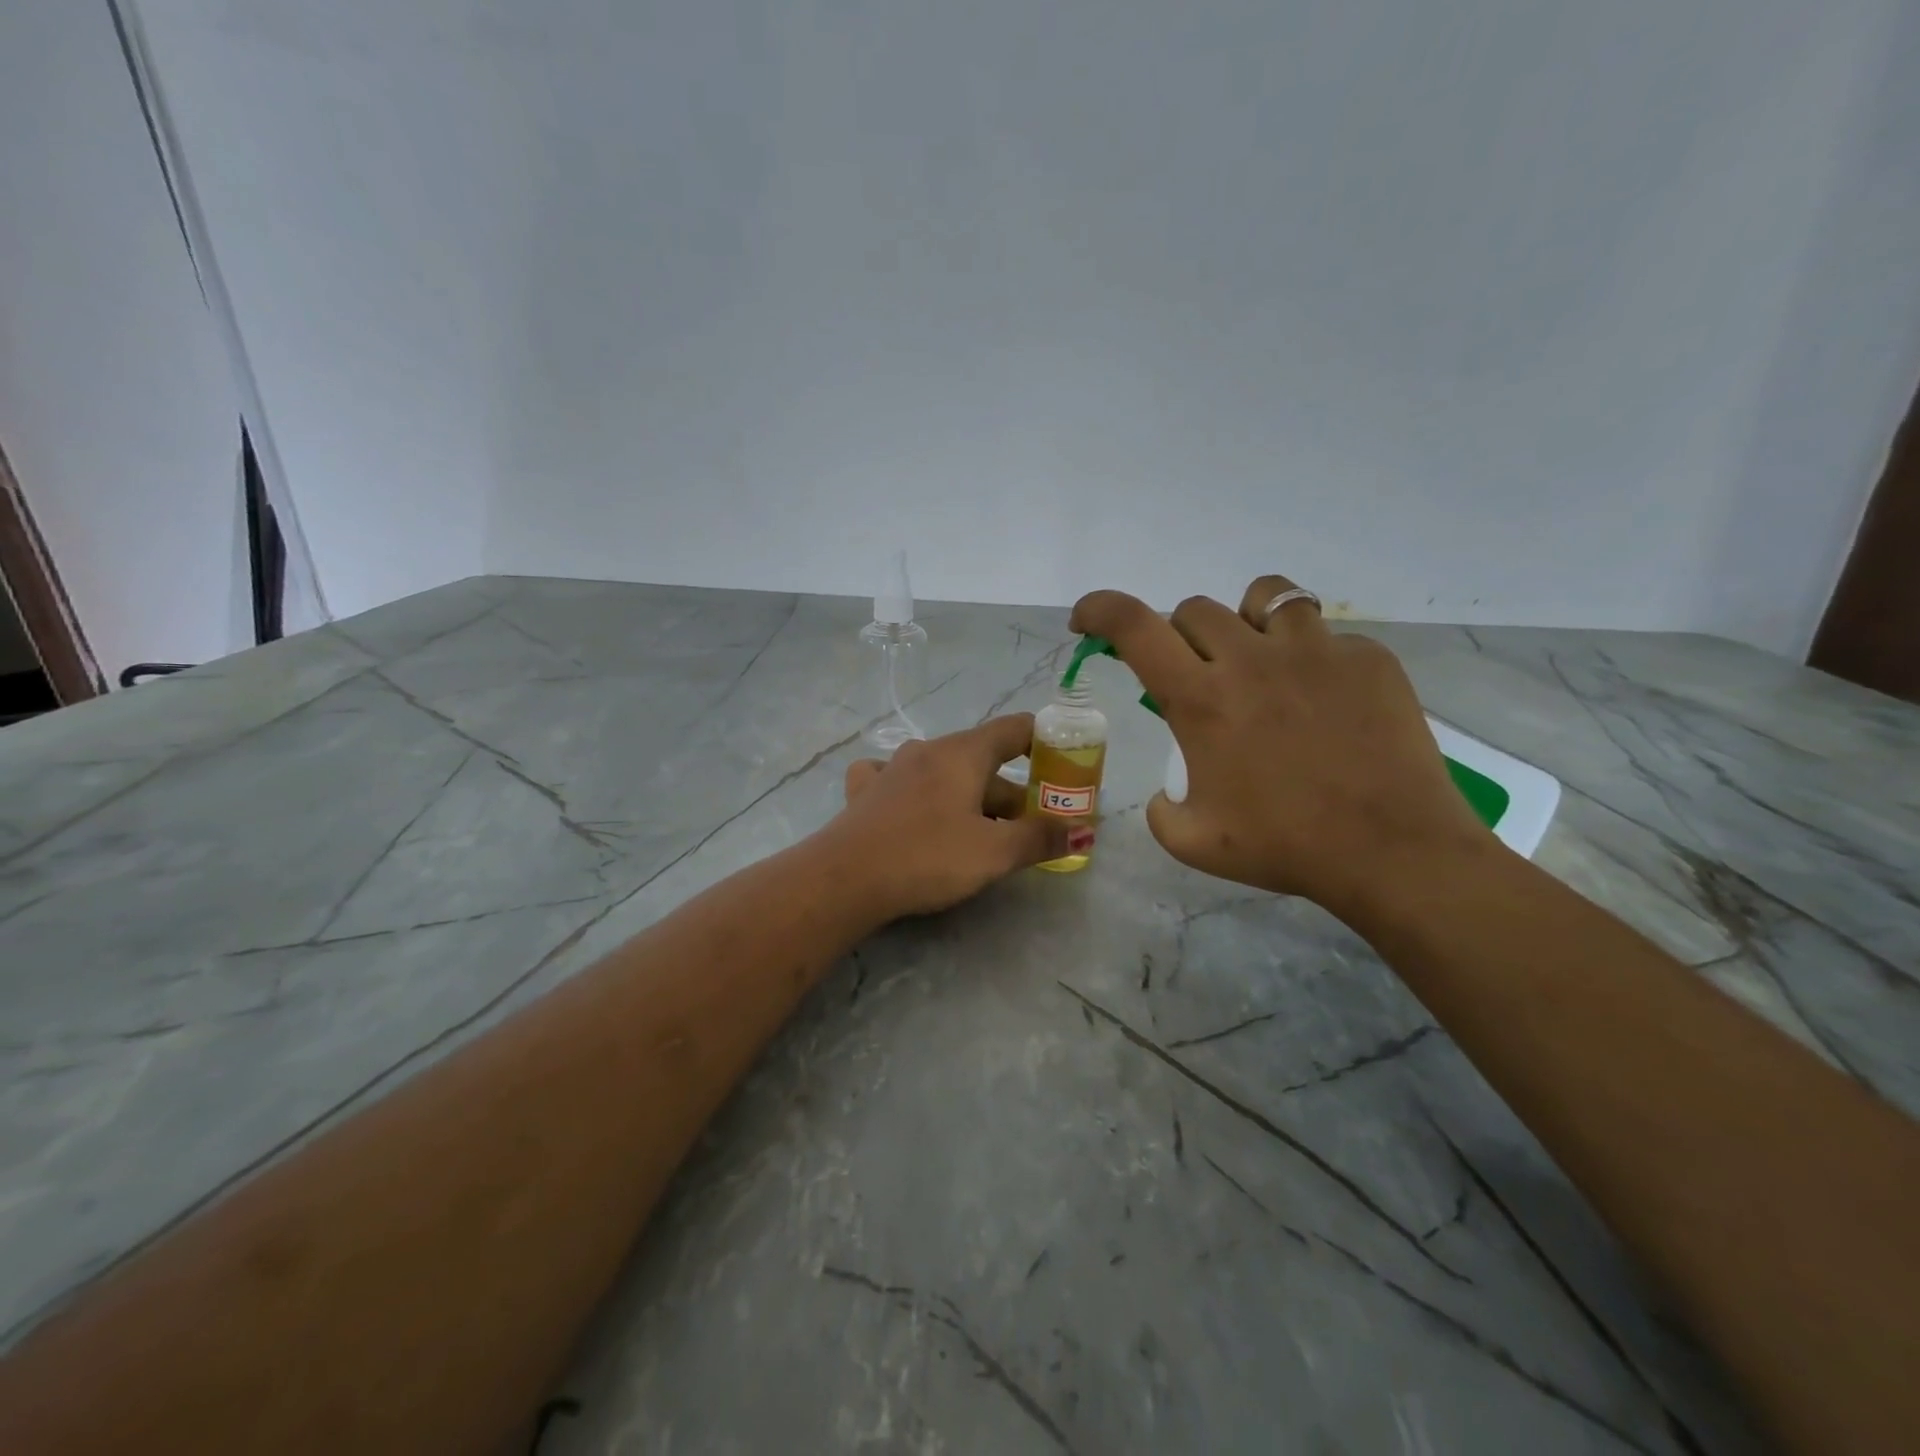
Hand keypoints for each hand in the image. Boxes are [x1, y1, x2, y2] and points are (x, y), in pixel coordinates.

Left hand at [828, 715, 1070, 919]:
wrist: (844, 878)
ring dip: (970, 796)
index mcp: (963, 753)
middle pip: (982, 760)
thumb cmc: (927, 857)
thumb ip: (1040, 837)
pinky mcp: (867, 792)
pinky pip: (901, 780)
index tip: (1062, 764)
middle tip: (1031, 825)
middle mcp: (928, 750)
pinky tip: (916, 808)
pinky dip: (919, 792)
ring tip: (984, 829)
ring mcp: (892, 768)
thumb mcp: (994, 852)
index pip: (1014, 728)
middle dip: (1012, 790)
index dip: (1044, 741)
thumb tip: (1081, 829)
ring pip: (944, 773)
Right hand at [1070, 575, 1495, 918]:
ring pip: (1262, 597)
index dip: (1099, 610)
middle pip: (1193, 609)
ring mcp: (1315, 652)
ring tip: (1258, 661)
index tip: (1086, 620)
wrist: (1392, 851)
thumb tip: (1164, 792)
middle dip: (1178, 638)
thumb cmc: (1285, 846)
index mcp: (1202, 700)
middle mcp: (1251, 660)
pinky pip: (1323, 635)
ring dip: (1243, 624)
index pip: (1133, 627)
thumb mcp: (1193, 843)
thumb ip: (1160, 810)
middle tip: (1195, 677)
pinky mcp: (1367, 658)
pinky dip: (1307, 656)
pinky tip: (1323, 700)